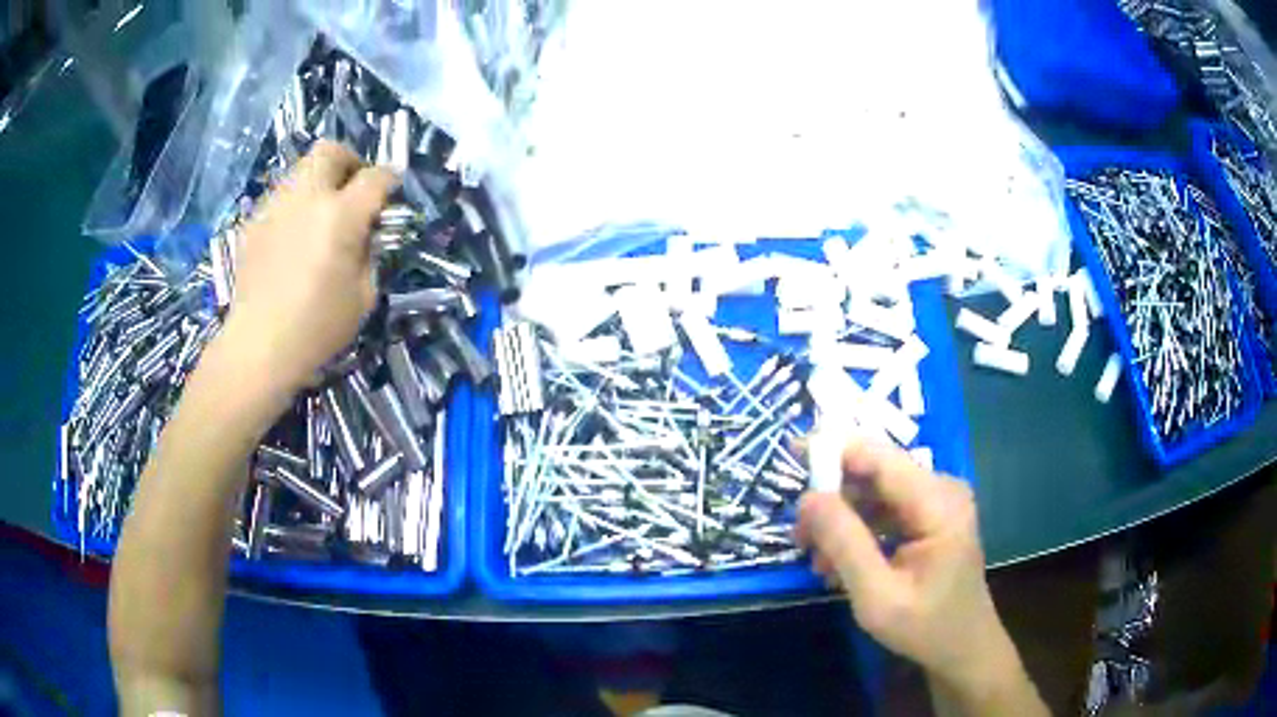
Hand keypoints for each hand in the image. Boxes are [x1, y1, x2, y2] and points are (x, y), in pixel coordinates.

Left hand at [222, 141, 398, 393]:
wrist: (258, 347)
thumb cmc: (317, 328)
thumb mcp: (364, 295)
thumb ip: (370, 253)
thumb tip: (367, 232)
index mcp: (340, 216)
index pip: (375, 176)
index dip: (389, 180)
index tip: (391, 191)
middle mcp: (306, 198)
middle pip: (331, 151)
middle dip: (349, 161)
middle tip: (352, 188)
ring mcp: (274, 206)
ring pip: (300, 169)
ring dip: (318, 181)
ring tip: (320, 214)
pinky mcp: (253, 222)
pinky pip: (279, 198)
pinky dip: (294, 205)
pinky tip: (292, 238)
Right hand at [796, 439, 1019, 691]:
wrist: (963, 648)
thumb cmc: (925, 628)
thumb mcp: (877, 596)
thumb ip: (844, 544)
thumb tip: (807, 498)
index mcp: (938, 502)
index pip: (877, 457)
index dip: (832, 452)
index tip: (788, 460)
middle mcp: (941, 488)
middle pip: (874, 472)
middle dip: (832, 500)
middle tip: (800, 540)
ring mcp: (937, 501)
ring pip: (874, 491)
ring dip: (841, 521)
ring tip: (819, 564)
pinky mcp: (930, 515)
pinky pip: (885, 508)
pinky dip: (858, 531)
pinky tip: (841, 564)